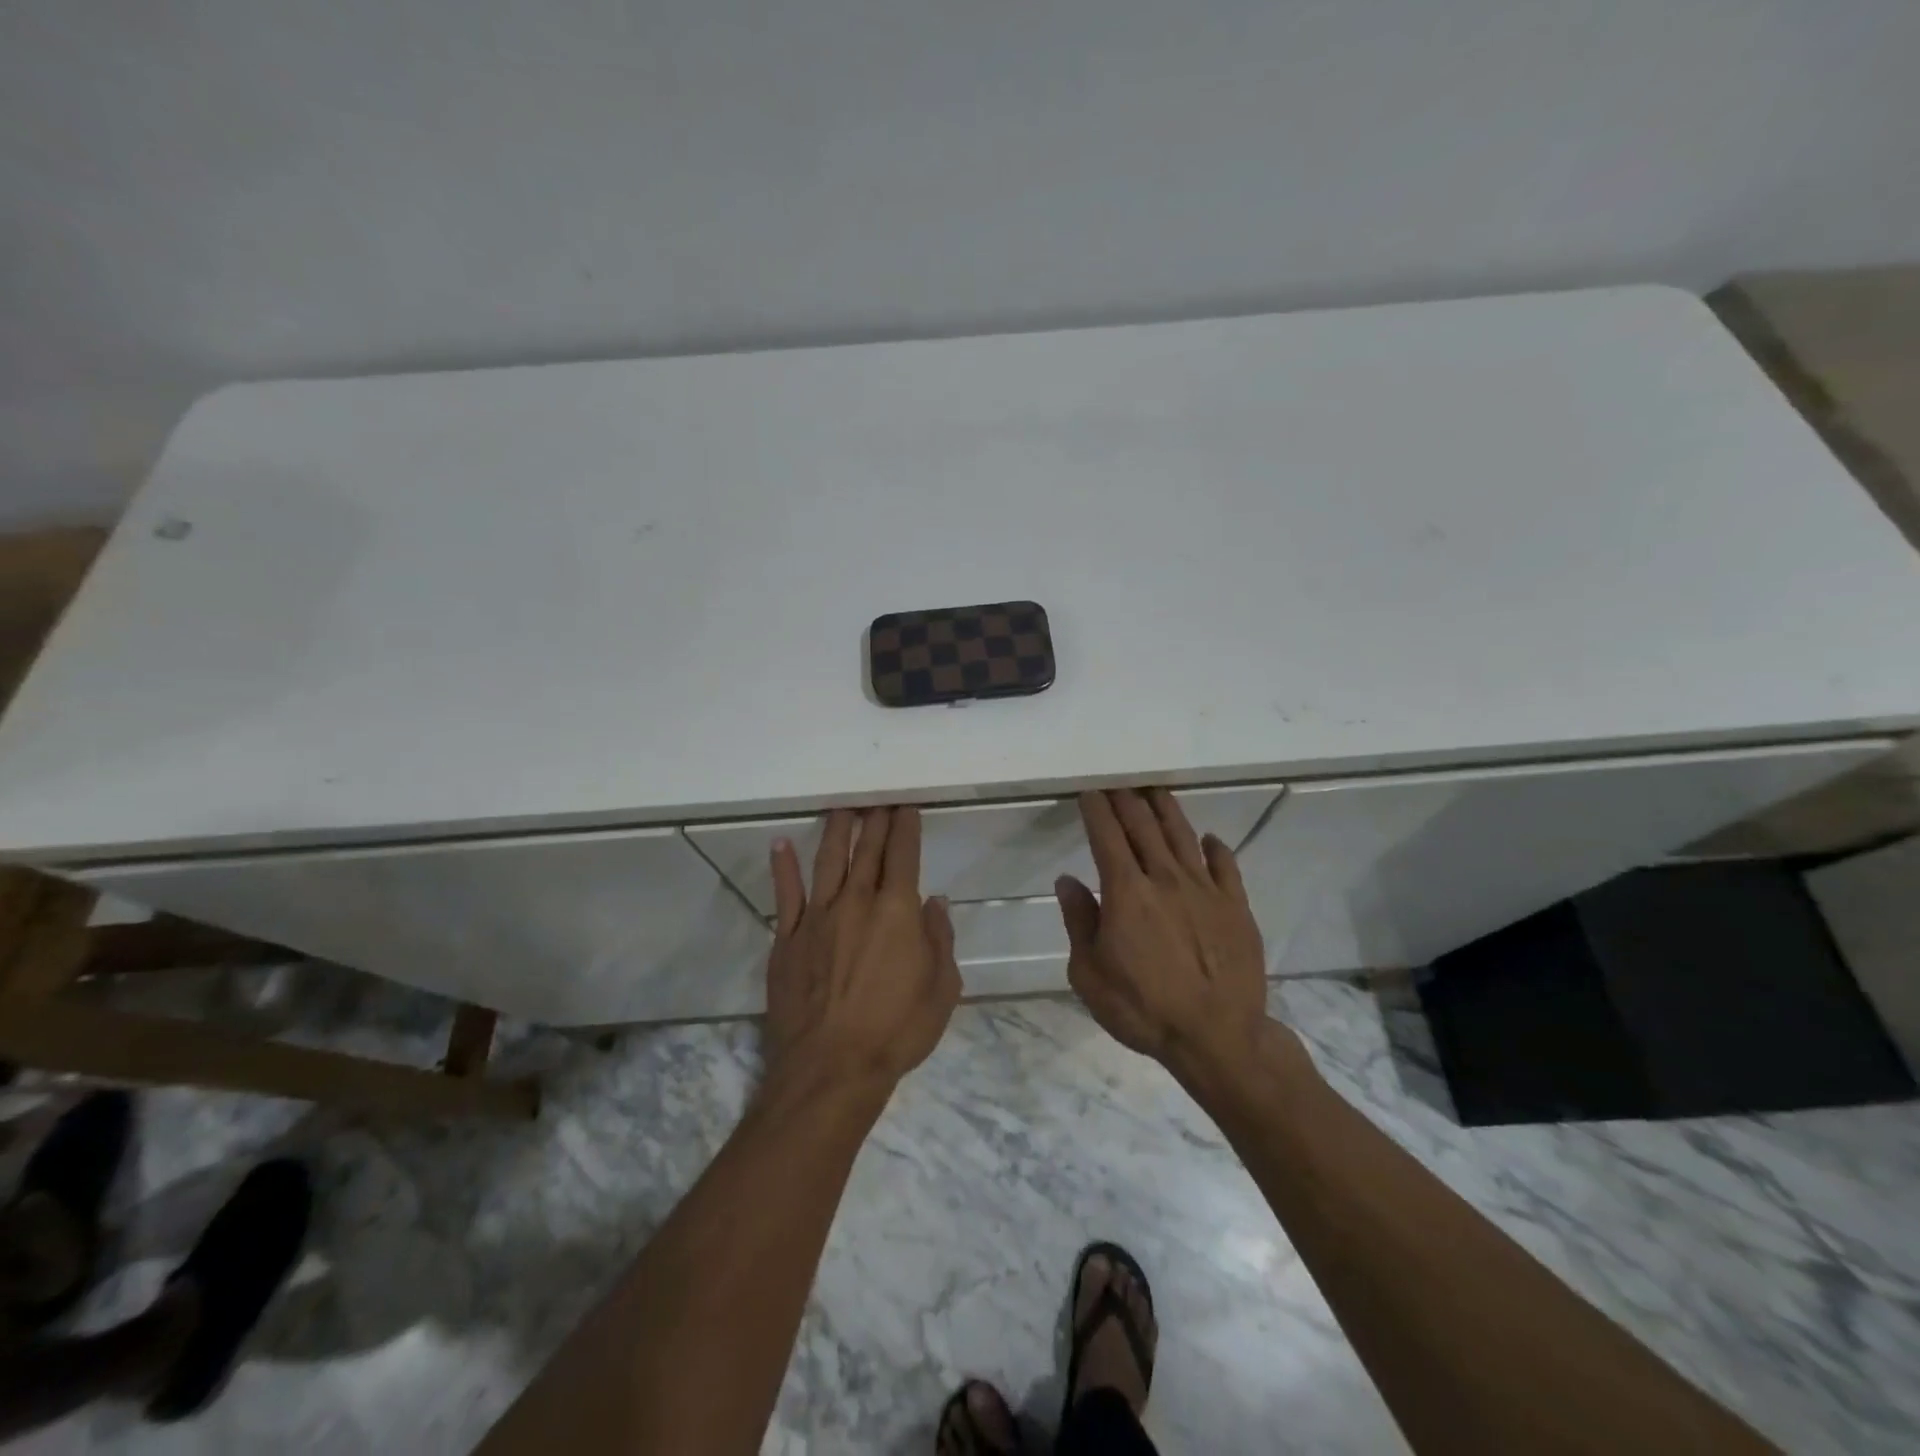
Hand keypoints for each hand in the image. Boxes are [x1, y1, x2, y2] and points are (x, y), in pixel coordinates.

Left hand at [763, 807, 961, 1094]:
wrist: (830, 1068)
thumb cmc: (896, 1031)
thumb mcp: (942, 989)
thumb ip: (939, 940)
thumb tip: (935, 903)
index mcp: (897, 911)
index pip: (903, 855)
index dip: (906, 828)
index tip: (906, 807)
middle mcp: (857, 902)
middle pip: (867, 850)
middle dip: (875, 821)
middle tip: (878, 800)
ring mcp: (818, 917)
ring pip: (828, 861)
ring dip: (835, 831)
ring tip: (841, 808)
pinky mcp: (787, 939)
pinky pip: (786, 895)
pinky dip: (784, 868)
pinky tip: (780, 845)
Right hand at [1055, 789, 1270, 1078]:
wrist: (1217, 1037)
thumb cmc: (1143, 1009)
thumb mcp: (1090, 974)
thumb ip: (1079, 921)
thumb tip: (1067, 880)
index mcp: (1126, 892)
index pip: (1107, 836)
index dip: (1097, 810)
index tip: (1090, 793)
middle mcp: (1165, 878)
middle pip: (1144, 827)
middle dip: (1127, 801)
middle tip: (1118, 785)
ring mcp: (1205, 890)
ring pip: (1183, 836)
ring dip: (1167, 810)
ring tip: (1156, 792)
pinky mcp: (1236, 906)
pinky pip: (1226, 866)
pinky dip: (1215, 848)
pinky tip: (1209, 839)